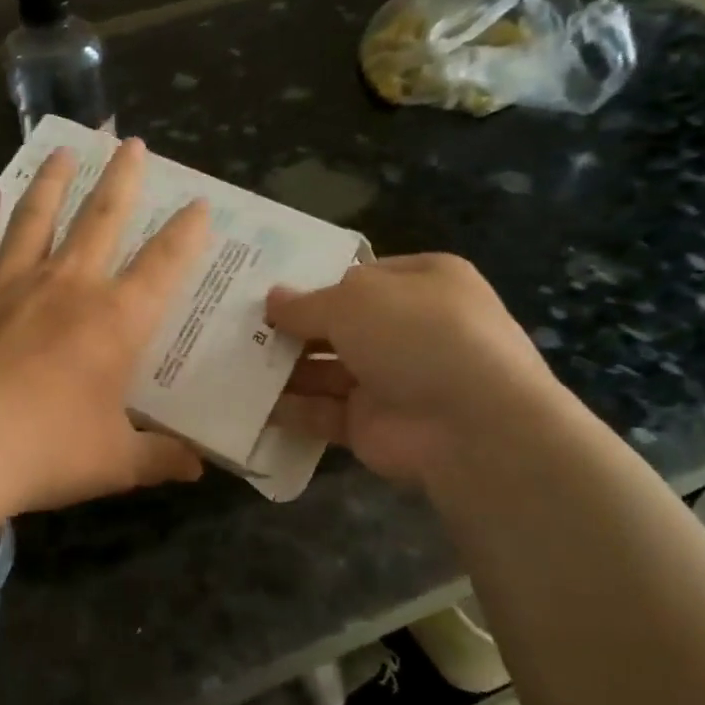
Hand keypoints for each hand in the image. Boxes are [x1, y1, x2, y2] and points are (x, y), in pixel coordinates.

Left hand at [0, 138, 210, 517]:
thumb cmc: (43, 452)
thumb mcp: (114, 464)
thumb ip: (159, 459)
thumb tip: (198, 469)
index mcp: (115, 322)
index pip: (163, 266)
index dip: (185, 233)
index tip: (198, 203)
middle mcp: (66, 286)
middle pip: (101, 218)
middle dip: (121, 179)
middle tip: (131, 142)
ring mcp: (7, 283)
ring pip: (36, 215)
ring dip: (53, 181)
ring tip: (65, 150)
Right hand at [267, 255, 567, 487]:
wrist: (471, 426)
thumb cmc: (418, 336)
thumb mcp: (355, 300)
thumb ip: (307, 303)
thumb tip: (272, 300)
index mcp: (421, 283)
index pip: (358, 278)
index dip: (313, 284)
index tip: (265, 292)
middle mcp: (408, 329)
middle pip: (338, 325)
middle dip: (292, 328)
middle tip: (237, 329)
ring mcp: (391, 380)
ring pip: (326, 370)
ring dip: (284, 369)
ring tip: (233, 363)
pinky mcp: (372, 425)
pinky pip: (323, 412)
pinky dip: (292, 409)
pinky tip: (251, 404)